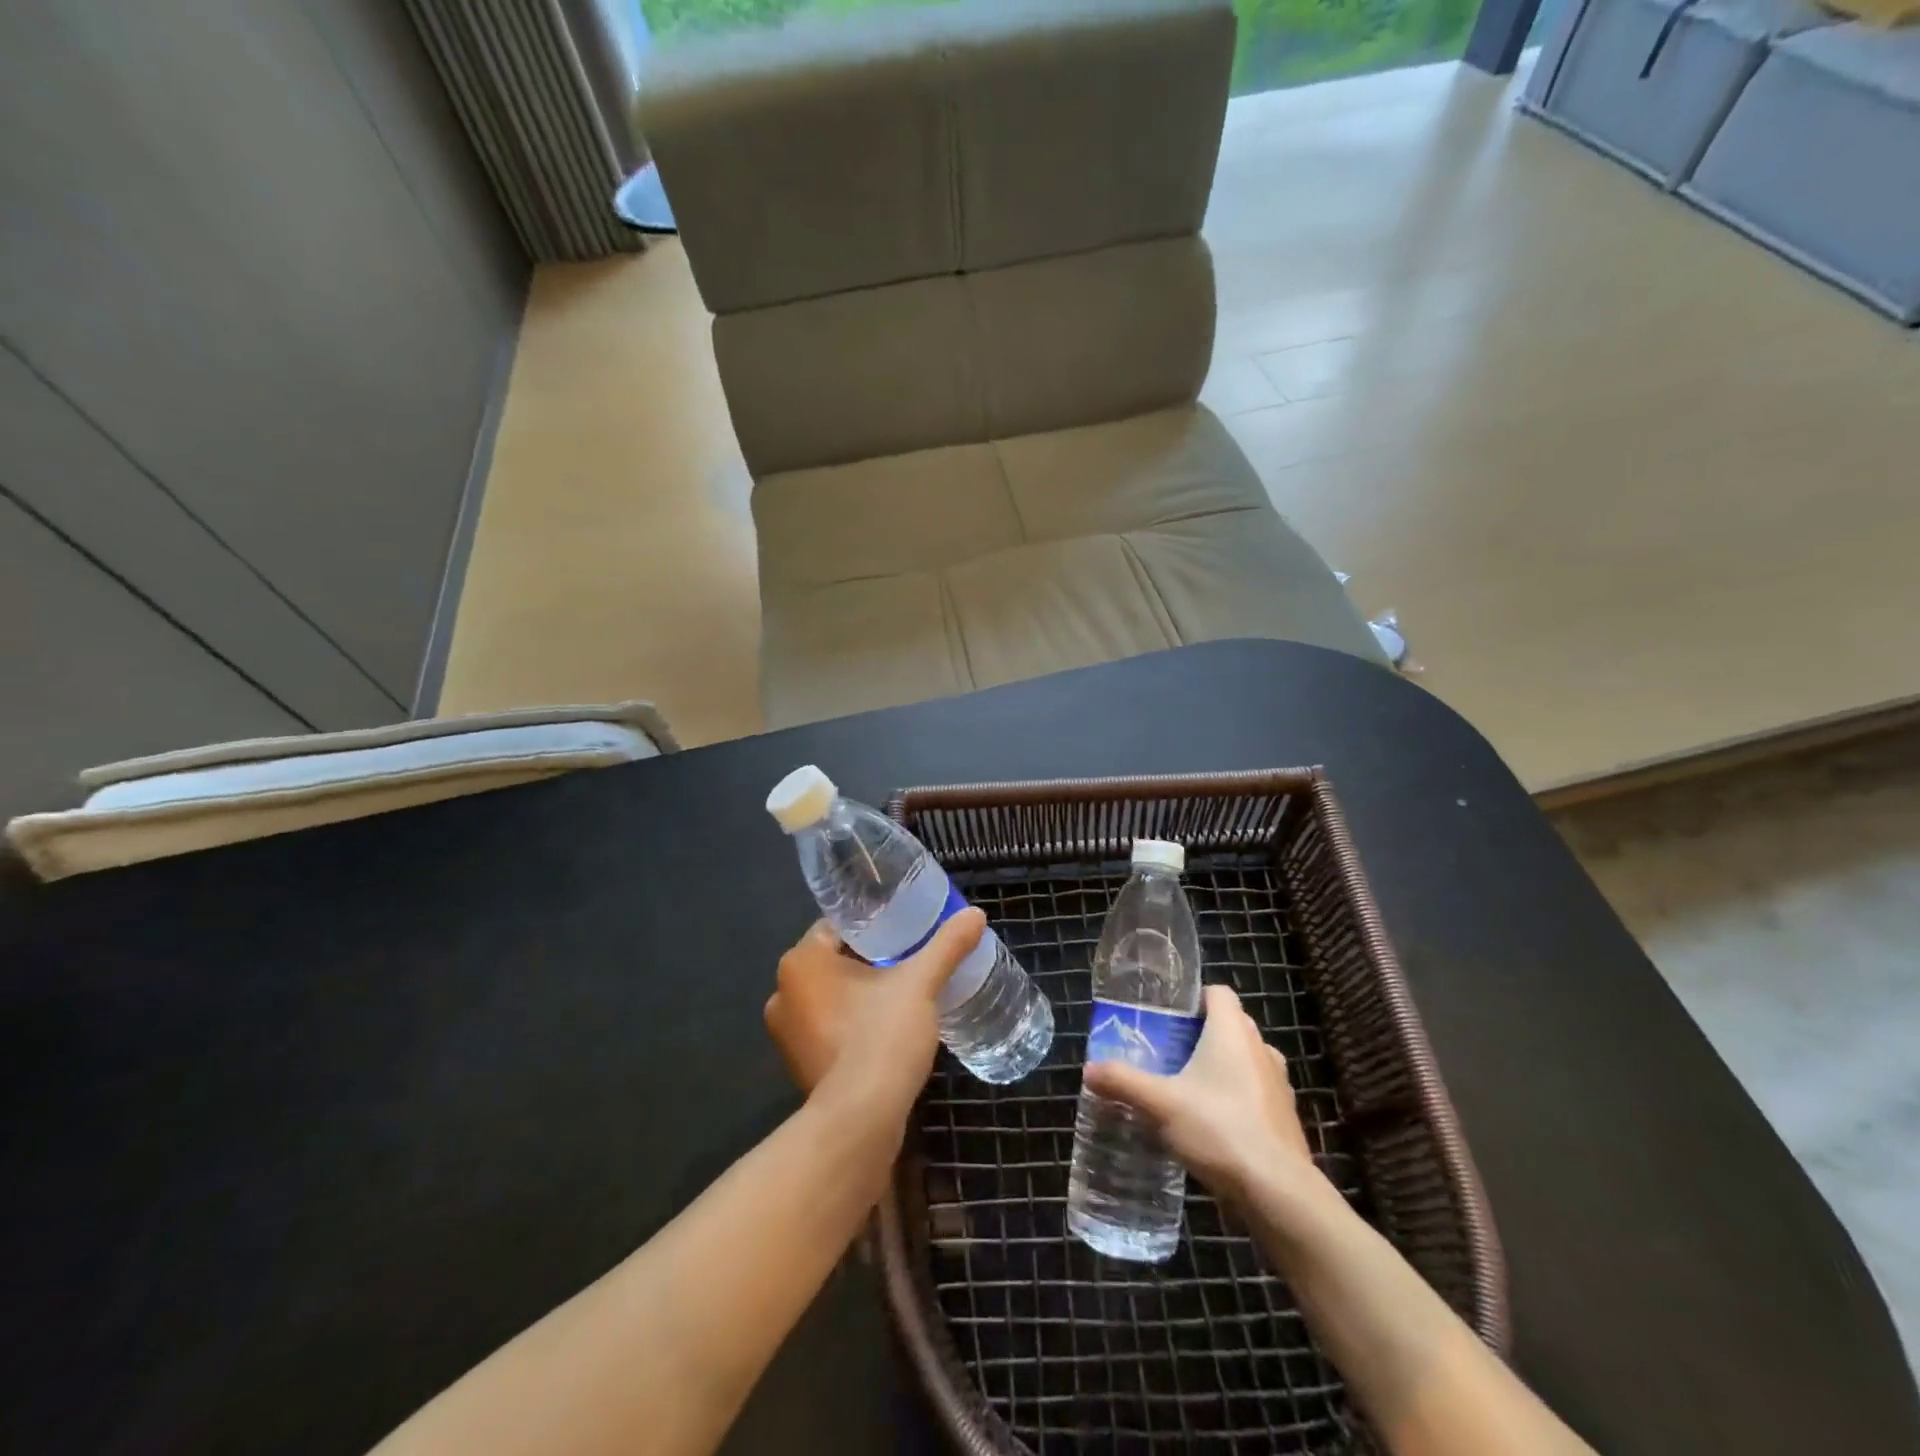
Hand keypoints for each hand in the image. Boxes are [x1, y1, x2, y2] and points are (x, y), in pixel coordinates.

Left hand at [764, 909, 983, 1123]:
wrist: (861, 1122)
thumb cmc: (881, 1037)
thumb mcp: (920, 984)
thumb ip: (946, 946)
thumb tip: (976, 913)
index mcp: (800, 962)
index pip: (837, 926)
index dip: (873, 923)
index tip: (905, 927)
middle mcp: (783, 993)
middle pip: (835, 961)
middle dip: (870, 959)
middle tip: (911, 957)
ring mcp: (787, 1034)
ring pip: (832, 996)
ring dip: (862, 993)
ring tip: (904, 990)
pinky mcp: (801, 1065)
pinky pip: (830, 1027)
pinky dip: (854, 1022)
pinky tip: (887, 1027)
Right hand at [1081, 984, 1318, 1204]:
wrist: (1278, 1192)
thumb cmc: (1219, 1129)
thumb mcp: (1160, 1103)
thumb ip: (1122, 1082)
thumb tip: (1088, 1070)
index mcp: (1232, 1031)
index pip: (1219, 992)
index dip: (1194, 999)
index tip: (1168, 1018)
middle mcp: (1260, 1048)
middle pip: (1230, 1025)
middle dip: (1201, 1034)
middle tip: (1167, 1053)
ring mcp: (1278, 1084)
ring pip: (1245, 1059)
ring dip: (1221, 1067)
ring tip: (1187, 1088)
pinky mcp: (1285, 1117)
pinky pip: (1256, 1092)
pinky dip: (1236, 1098)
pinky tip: (1212, 1124)